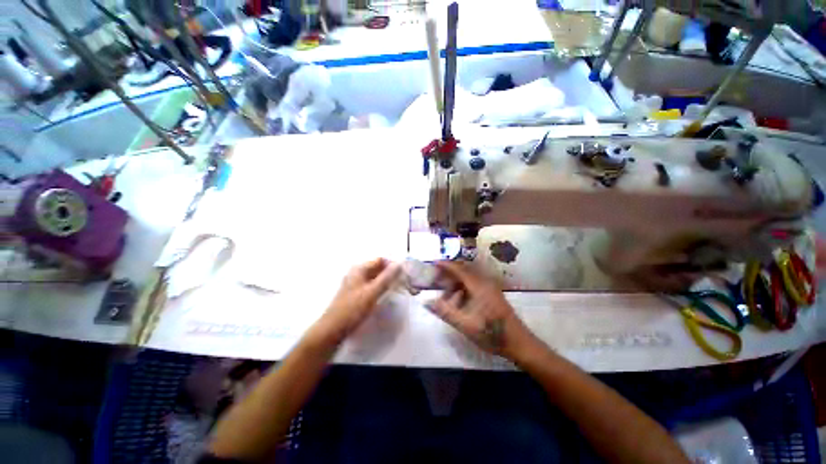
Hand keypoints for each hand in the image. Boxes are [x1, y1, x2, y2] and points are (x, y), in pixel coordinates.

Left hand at [309, 258, 401, 346]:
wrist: (333, 329)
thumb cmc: (353, 309)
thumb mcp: (372, 292)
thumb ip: (386, 278)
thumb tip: (399, 264)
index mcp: (359, 269)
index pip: (380, 260)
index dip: (392, 265)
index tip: (404, 273)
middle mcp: (356, 273)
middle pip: (377, 268)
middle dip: (390, 273)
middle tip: (402, 282)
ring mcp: (355, 283)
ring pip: (374, 278)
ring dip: (385, 281)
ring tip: (396, 289)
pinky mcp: (355, 294)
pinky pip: (370, 286)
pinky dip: (379, 288)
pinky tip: (385, 296)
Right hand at [427, 261, 538, 360]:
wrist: (519, 343)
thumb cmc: (492, 333)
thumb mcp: (465, 325)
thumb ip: (445, 312)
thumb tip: (427, 302)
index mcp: (479, 286)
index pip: (459, 269)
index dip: (446, 265)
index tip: (434, 263)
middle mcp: (485, 282)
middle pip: (464, 270)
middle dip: (449, 273)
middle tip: (436, 279)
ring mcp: (490, 287)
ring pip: (469, 278)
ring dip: (456, 282)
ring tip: (445, 293)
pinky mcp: (493, 293)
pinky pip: (474, 284)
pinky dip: (463, 287)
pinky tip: (459, 300)